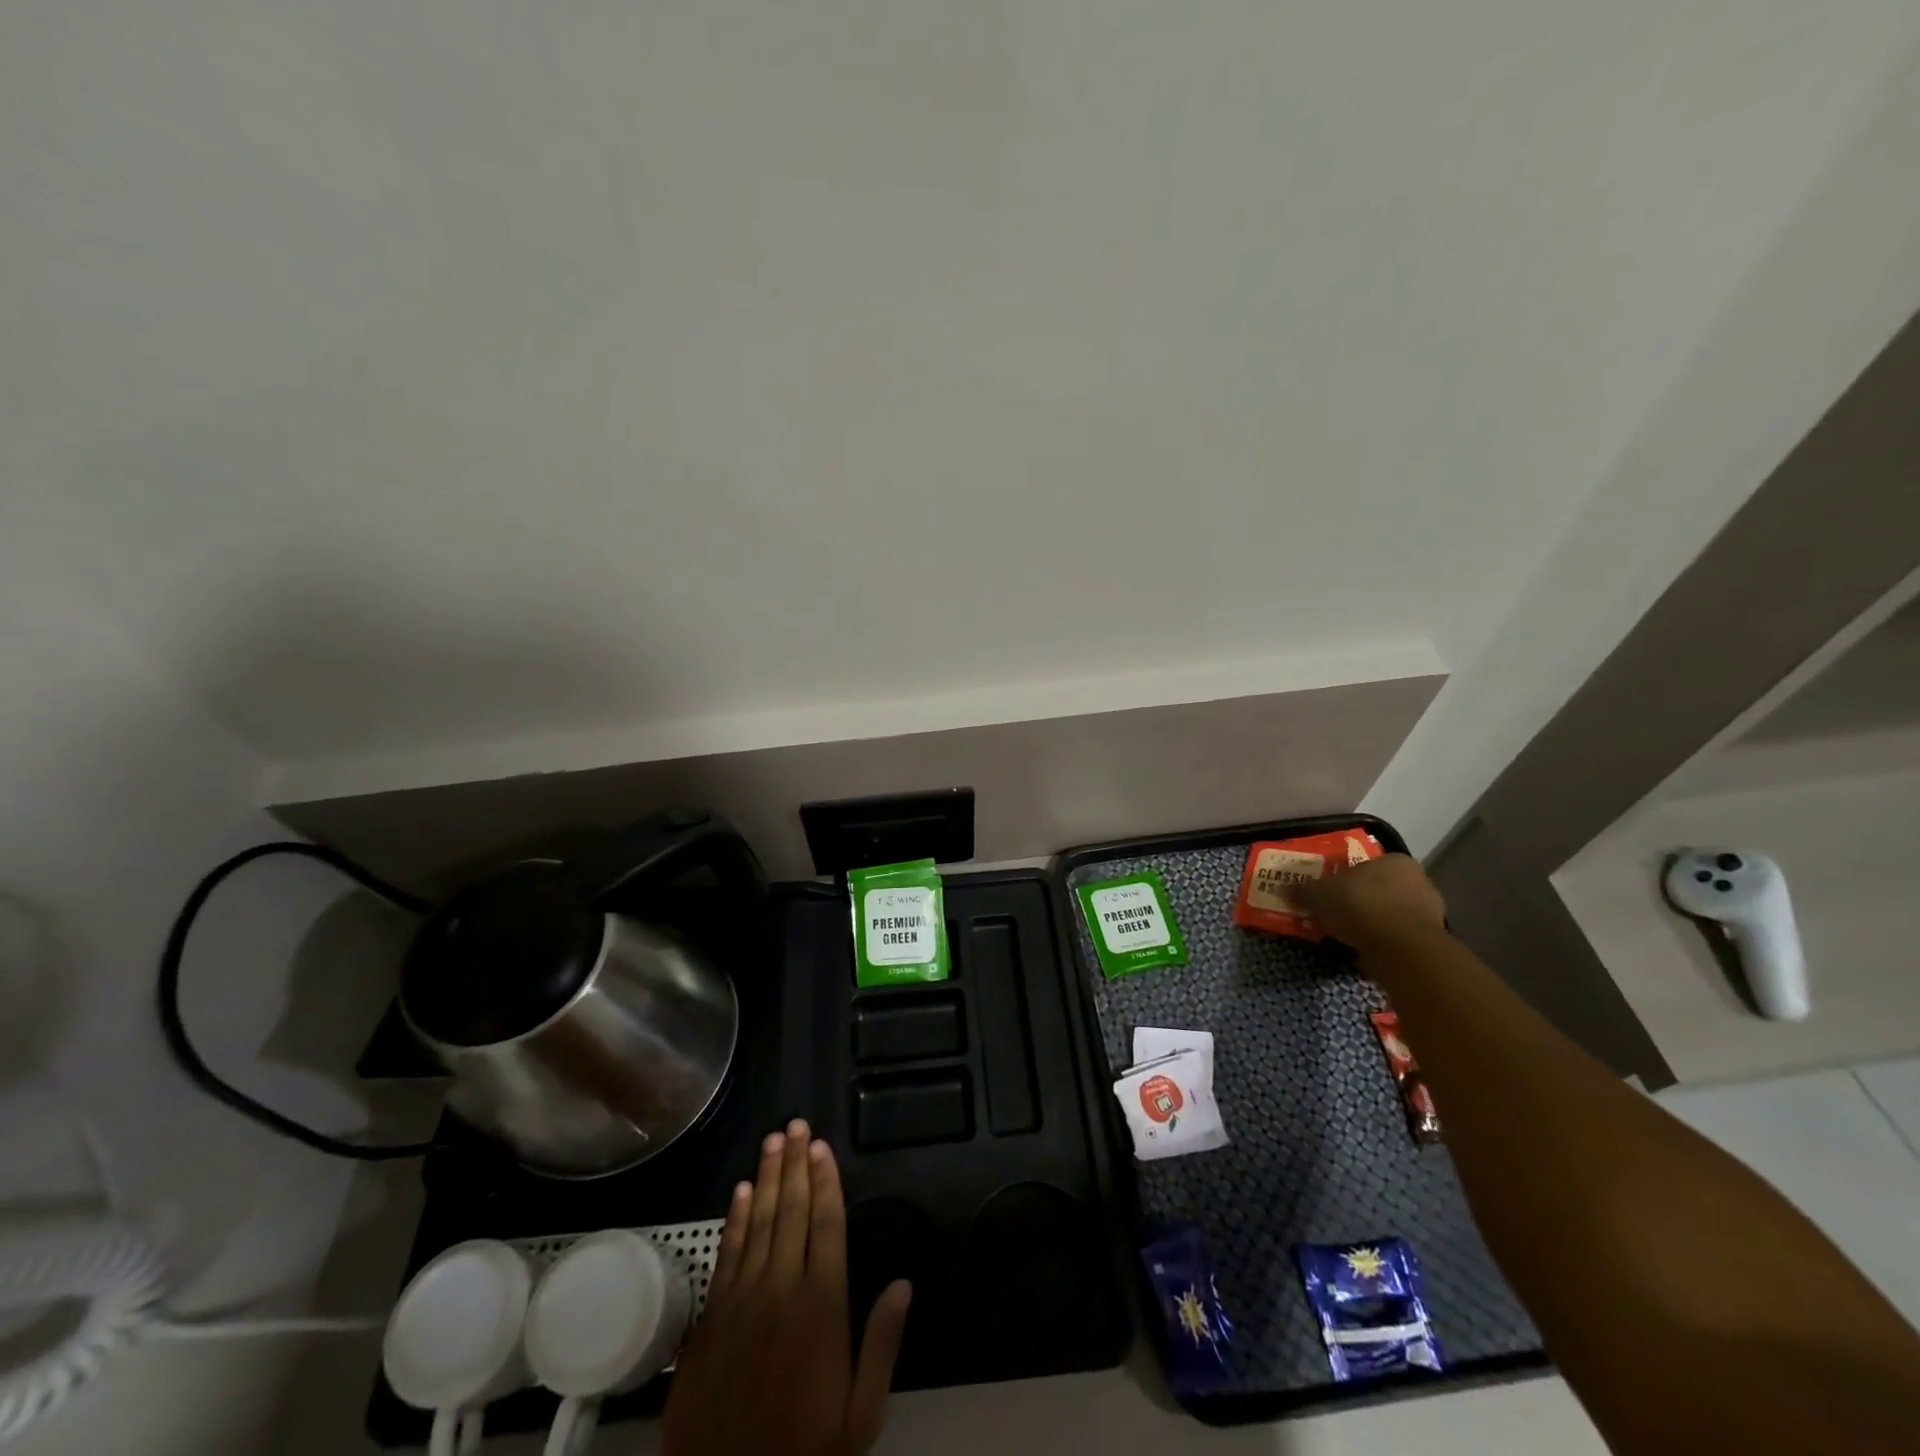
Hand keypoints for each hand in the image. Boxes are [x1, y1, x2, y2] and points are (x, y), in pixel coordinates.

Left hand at [662, 1120, 911, 1455]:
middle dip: (795, 1164)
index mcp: (822, 1305)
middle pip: (792, 1211)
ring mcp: (743, 1299)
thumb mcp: (860, 1414)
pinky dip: (735, 1219)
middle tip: (796, 1124)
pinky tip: (741, 1190)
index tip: (822, 1146)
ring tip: (773, 1139)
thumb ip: (881, 1343)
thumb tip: (905, 1282)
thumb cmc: (805, 1448)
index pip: (826, 1225)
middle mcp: (782, 1288)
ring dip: (767, 1178)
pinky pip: (727, 1253)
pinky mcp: (712, 1316)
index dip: (825, 1181)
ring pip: (758, 1222)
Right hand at [1294, 853, 1447, 951]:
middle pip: (1381, 889)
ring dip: (1372, 922)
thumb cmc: (1361, 906)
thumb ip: (1303, 891)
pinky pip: (1398, 937)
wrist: (1401, 949)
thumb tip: (1283, 889)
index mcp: (1395, 861)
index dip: (1346, 877)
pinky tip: (1363, 949)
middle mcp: (1419, 882)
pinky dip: (1382, 942)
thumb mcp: (1319, 894)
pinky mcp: (1431, 942)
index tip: (1331, 890)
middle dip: (1361, 900)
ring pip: (1391, 914)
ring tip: (1347, 934)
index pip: (1368, 864)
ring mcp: (1430, 914)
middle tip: (1336, 911)